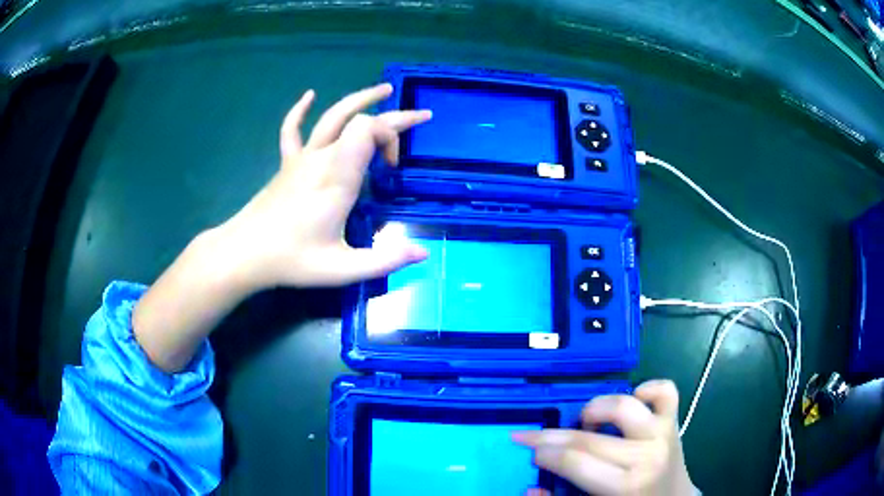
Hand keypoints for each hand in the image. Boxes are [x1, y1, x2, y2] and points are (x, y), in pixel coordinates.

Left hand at [219, 83, 431, 290]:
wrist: (243, 254)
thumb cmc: (292, 260)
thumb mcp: (342, 269)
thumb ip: (385, 261)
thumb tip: (424, 254)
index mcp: (337, 177)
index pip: (368, 129)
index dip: (391, 136)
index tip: (393, 169)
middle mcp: (321, 158)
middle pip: (358, 119)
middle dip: (394, 116)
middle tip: (421, 116)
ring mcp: (301, 158)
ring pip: (331, 116)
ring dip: (360, 99)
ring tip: (385, 90)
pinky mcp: (286, 165)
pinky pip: (292, 130)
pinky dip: (301, 110)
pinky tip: (309, 96)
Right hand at [514, 380, 696, 495]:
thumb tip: (531, 488)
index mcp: (625, 486)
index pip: (574, 462)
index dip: (544, 453)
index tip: (527, 448)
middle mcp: (645, 456)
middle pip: (588, 438)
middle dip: (550, 436)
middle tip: (532, 436)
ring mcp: (663, 433)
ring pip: (623, 406)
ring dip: (595, 410)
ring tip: (586, 424)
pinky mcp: (674, 420)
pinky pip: (664, 390)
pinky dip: (646, 389)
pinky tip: (632, 402)